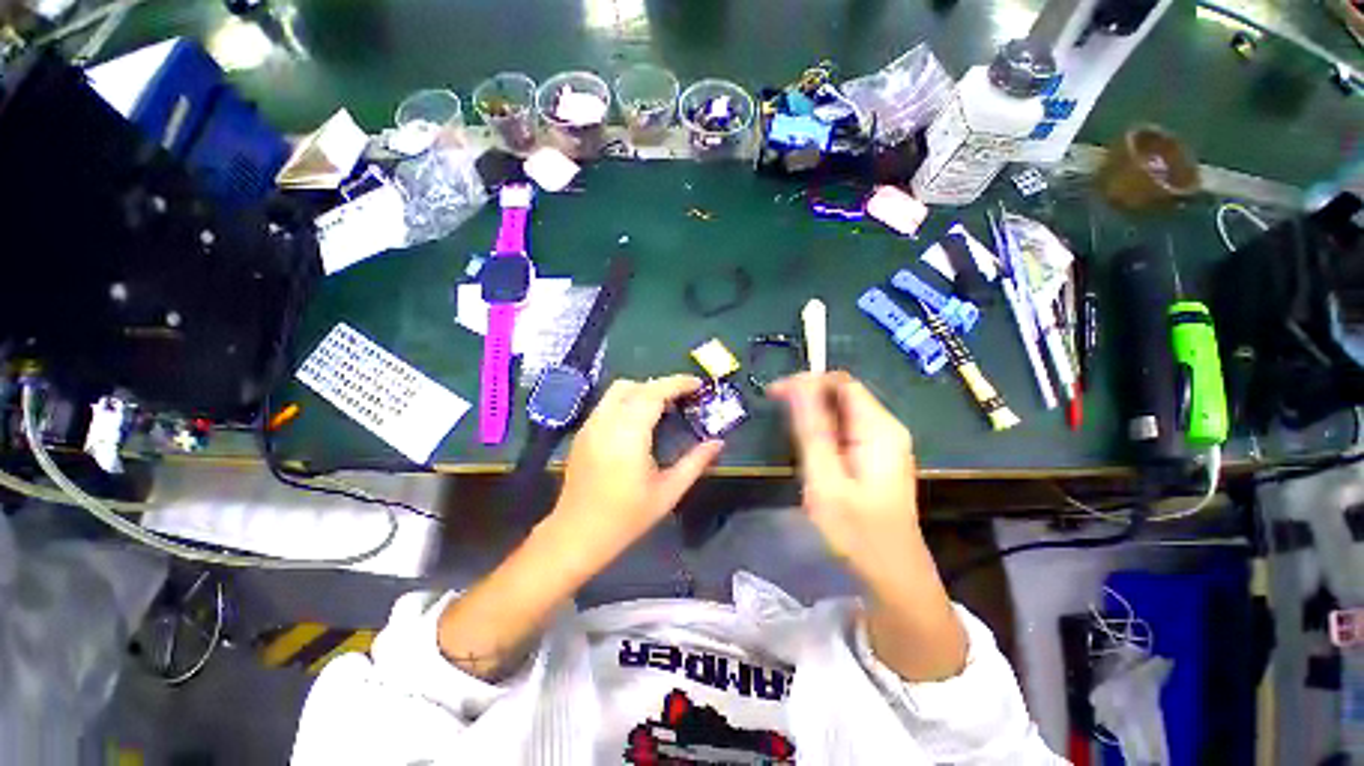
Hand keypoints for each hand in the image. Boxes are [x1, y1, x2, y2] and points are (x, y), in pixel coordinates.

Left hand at [550, 375, 723, 568]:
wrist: (576, 535)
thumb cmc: (626, 517)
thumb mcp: (668, 492)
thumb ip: (695, 463)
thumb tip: (718, 443)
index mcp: (628, 434)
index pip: (654, 393)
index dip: (677, 383)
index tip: (698, 385)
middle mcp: (606, 422)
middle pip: (634, 386)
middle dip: (661, 386)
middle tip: (683, 400)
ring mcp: (590, 426)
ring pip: (617, 391)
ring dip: (643, 391)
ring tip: (663, 409)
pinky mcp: (583, 433)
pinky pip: (607, 404)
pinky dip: (627, 401)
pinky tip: (639, 423)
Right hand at [767, 371, 919, 587]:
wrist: (893, 576)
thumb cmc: (857, 532)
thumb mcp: (826, 479)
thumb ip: (812, 429)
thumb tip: (798, 384)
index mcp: (879, 428)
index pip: (841, 382)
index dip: (806, 380)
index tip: (773, 394)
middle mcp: (886, 428)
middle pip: (842, 393)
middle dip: (806, 395)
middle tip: (774, 411)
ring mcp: (883, 443)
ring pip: (841, 411)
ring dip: (811, 412)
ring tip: (785, 429)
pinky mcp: (875, 457)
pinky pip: (845, 429)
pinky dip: (821, 428)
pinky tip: (806, 445)